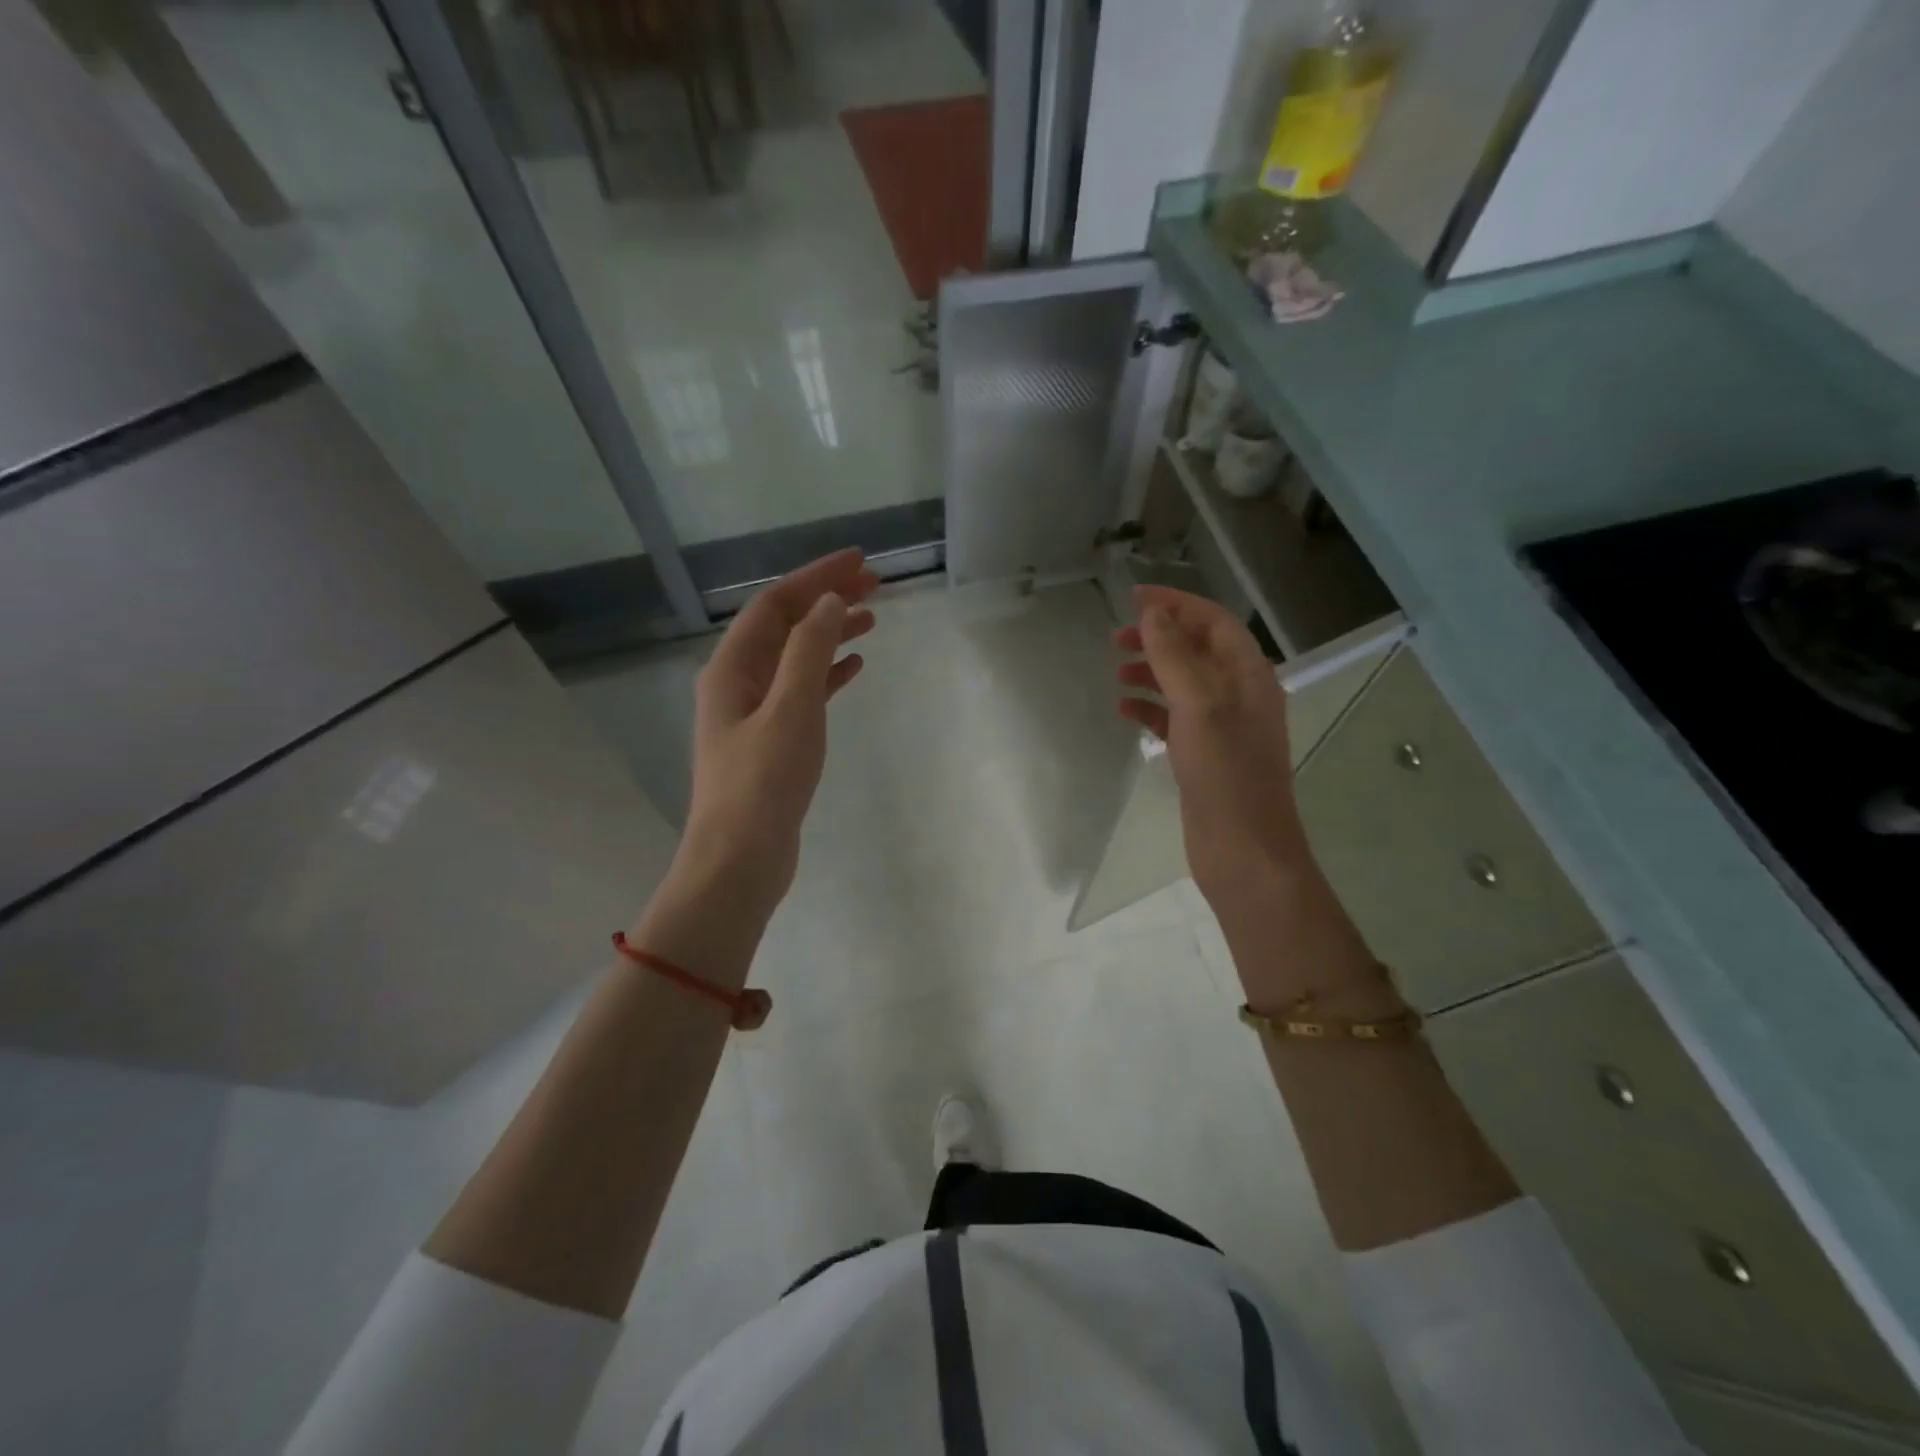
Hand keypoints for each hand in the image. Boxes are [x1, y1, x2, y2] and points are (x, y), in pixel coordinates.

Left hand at [681, 549, 877, 916]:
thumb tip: (829, 603)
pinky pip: (803, 691)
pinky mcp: (772, 740)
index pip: (775, 604)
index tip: (860, 561)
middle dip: (826, 600)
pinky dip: (828, 674)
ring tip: (872, 621)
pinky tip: (854, 668)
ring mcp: (754, 713)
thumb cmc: (763, 783)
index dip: (816, 577)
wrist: (740, 860)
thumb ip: (809, 652)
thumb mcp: (791, 709)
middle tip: (875, 586)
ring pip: (796, 657)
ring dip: (830, 634)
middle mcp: (737, 682)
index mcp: (732, 668)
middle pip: (785, 626)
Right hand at [1113, 585, 1308, 919]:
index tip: (1133, 597)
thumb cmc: (1226, 776)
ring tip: (1116, 672)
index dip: (1176, 604)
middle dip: (1158, 638)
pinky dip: (1150, 710)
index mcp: (1249, 676)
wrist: (1244, 852)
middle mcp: (1239, 695)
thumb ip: (1175, 657)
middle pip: (1197, 650)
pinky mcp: (1205, 756)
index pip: (1213, 622)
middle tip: (1115, 639)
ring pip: (1183, 684)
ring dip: (1151, 671)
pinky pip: (1174, 719)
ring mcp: (1223, 728)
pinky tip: (1125, 712)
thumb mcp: (1199, 707)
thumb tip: (1152, 614)